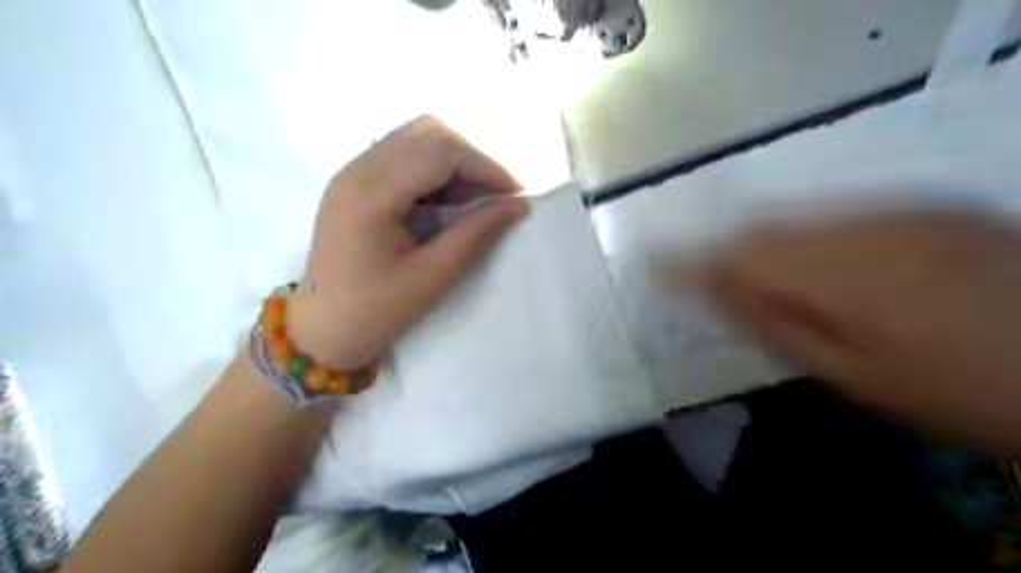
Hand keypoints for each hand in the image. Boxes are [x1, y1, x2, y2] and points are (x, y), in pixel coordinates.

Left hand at [283, 118, 526, 373]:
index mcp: (372, 193)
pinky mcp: (355, 182)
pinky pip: (403, 156)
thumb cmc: (376, 311)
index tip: (514, 196)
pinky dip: (434, 171)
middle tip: (492, 198)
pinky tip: (444, 203)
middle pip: (427, 133)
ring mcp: (352, 172)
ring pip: (416, 139)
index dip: (485, 166)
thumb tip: (518, 205)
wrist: (322, 328)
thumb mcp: (433, 277)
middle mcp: (358, 169)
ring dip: (453, 163)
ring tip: (472, 202)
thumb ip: (476, 234)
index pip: (440, 150)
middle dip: (470, 160)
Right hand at [702, 210, 1019, 450]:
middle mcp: (867, 227)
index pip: (741, 256)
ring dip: (760, 241)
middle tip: (697, 273)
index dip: (691, 260)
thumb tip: (717, 290)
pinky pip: (836, 212)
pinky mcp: (926, 205)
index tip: (654, 265)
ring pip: (797, 215)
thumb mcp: (855, 376)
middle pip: (764, 227)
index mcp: (847, 278)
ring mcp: (901, 210)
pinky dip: (805, 232)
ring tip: (748, 271)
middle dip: (722, 249)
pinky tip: (812, 260)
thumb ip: (778, 324)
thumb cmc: (961, 392)